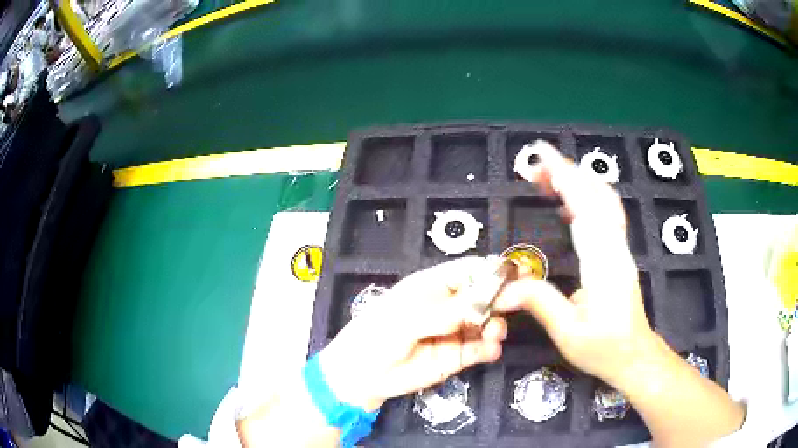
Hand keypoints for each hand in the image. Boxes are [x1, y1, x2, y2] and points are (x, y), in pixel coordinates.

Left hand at [319, 257, 508, 411]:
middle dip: (502, 298)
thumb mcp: (407, 319)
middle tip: (517, 303)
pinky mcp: (456, 357)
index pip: (469, 271)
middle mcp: (448, 307)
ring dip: (496, 325)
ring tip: (494, 333)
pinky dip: (490, 348)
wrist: (362, 375)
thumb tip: (482, 300)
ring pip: (486, 323)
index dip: (492, 270)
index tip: (516, 273)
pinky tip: (491, 350)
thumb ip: (445, 312)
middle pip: (484, 296)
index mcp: (433, 286)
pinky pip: (480, 349)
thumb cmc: (376, 336)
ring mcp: (454, 332)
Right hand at [493, 142, 658, 387]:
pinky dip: (587, 198)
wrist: (635, 356)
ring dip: (578, 181)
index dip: (564, 177)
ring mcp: (620, 249)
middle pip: (597, 195)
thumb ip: (540, 303)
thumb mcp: (568, 333)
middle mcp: (615, 248)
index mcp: (603, 264)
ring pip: (605, 201)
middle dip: (568, 171)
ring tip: (548, 176)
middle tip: (535, 164)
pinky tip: (567, 203)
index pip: (585, 207)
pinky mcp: (619, 254)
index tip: (541, 156)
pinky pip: (606, 215)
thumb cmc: (604, 349)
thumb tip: (505, 287)